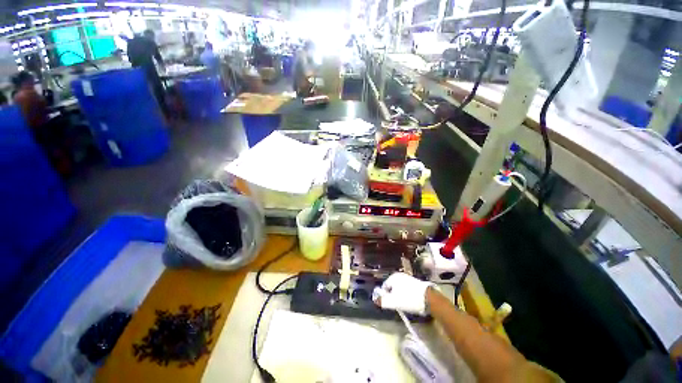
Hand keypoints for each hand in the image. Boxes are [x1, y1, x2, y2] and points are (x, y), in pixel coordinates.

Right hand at [372, 272, 432, 315]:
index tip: (390, 304)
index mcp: (393, 277)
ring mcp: (407, 278)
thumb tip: (375, 300)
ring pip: (399, 289)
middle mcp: (399, 275)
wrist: (429, 298)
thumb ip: (382, 301)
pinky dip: (406, 295)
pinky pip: (406, 289)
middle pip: (392, 287)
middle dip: (393, 296)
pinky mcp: (414, 282)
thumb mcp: (394, 302)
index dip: (385, 296)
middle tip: (397, 305)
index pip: (384, 287)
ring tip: (405, 304)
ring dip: (400, 296)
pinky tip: (411, 301)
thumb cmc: (409, 299)